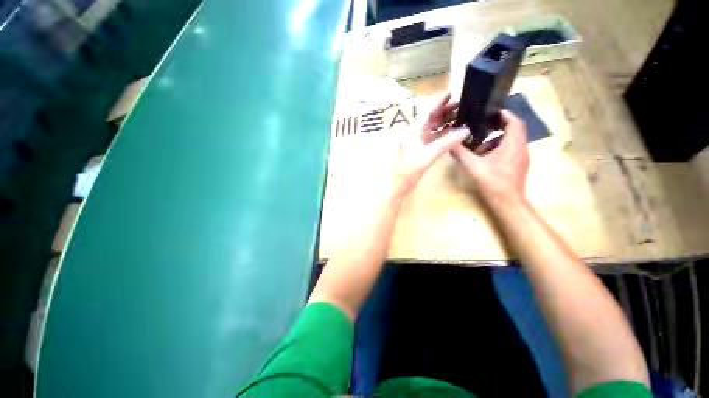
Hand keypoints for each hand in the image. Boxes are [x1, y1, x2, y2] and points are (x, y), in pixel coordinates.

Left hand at [392, 93, 469, 196]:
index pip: (427, 112)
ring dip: (446, 123)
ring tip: (462, 117)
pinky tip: (454, 134)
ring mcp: (418, 143)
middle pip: (431, 119)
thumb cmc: (409, 169)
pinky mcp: (421, 152)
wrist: (398, 185)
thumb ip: (446, 143)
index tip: (452, 93)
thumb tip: (466, 131)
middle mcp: (415, 134)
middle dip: (445, 111)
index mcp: (413, 131)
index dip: (438, 102)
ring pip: (433, 129)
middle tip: (463, 105)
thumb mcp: (428, 155)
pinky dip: (444, 136)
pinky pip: (434, 139)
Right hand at [452, 110, 528, 203]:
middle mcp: (521, 148)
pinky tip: (485, 157)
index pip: (514, 122)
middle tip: (482, 125)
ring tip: (480, 144)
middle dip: (499, 126)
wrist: (507, 202)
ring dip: (497, 139)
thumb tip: (450, 142)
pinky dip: (499, 148)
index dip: (505, 114)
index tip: (491, 112)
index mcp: (512, 144)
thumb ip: (461, 153)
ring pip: (512, 141)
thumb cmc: (492, 182)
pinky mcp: (519, 165)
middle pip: (514, 130)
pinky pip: (511, 150)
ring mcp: (521, 157)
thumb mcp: (473, 166)